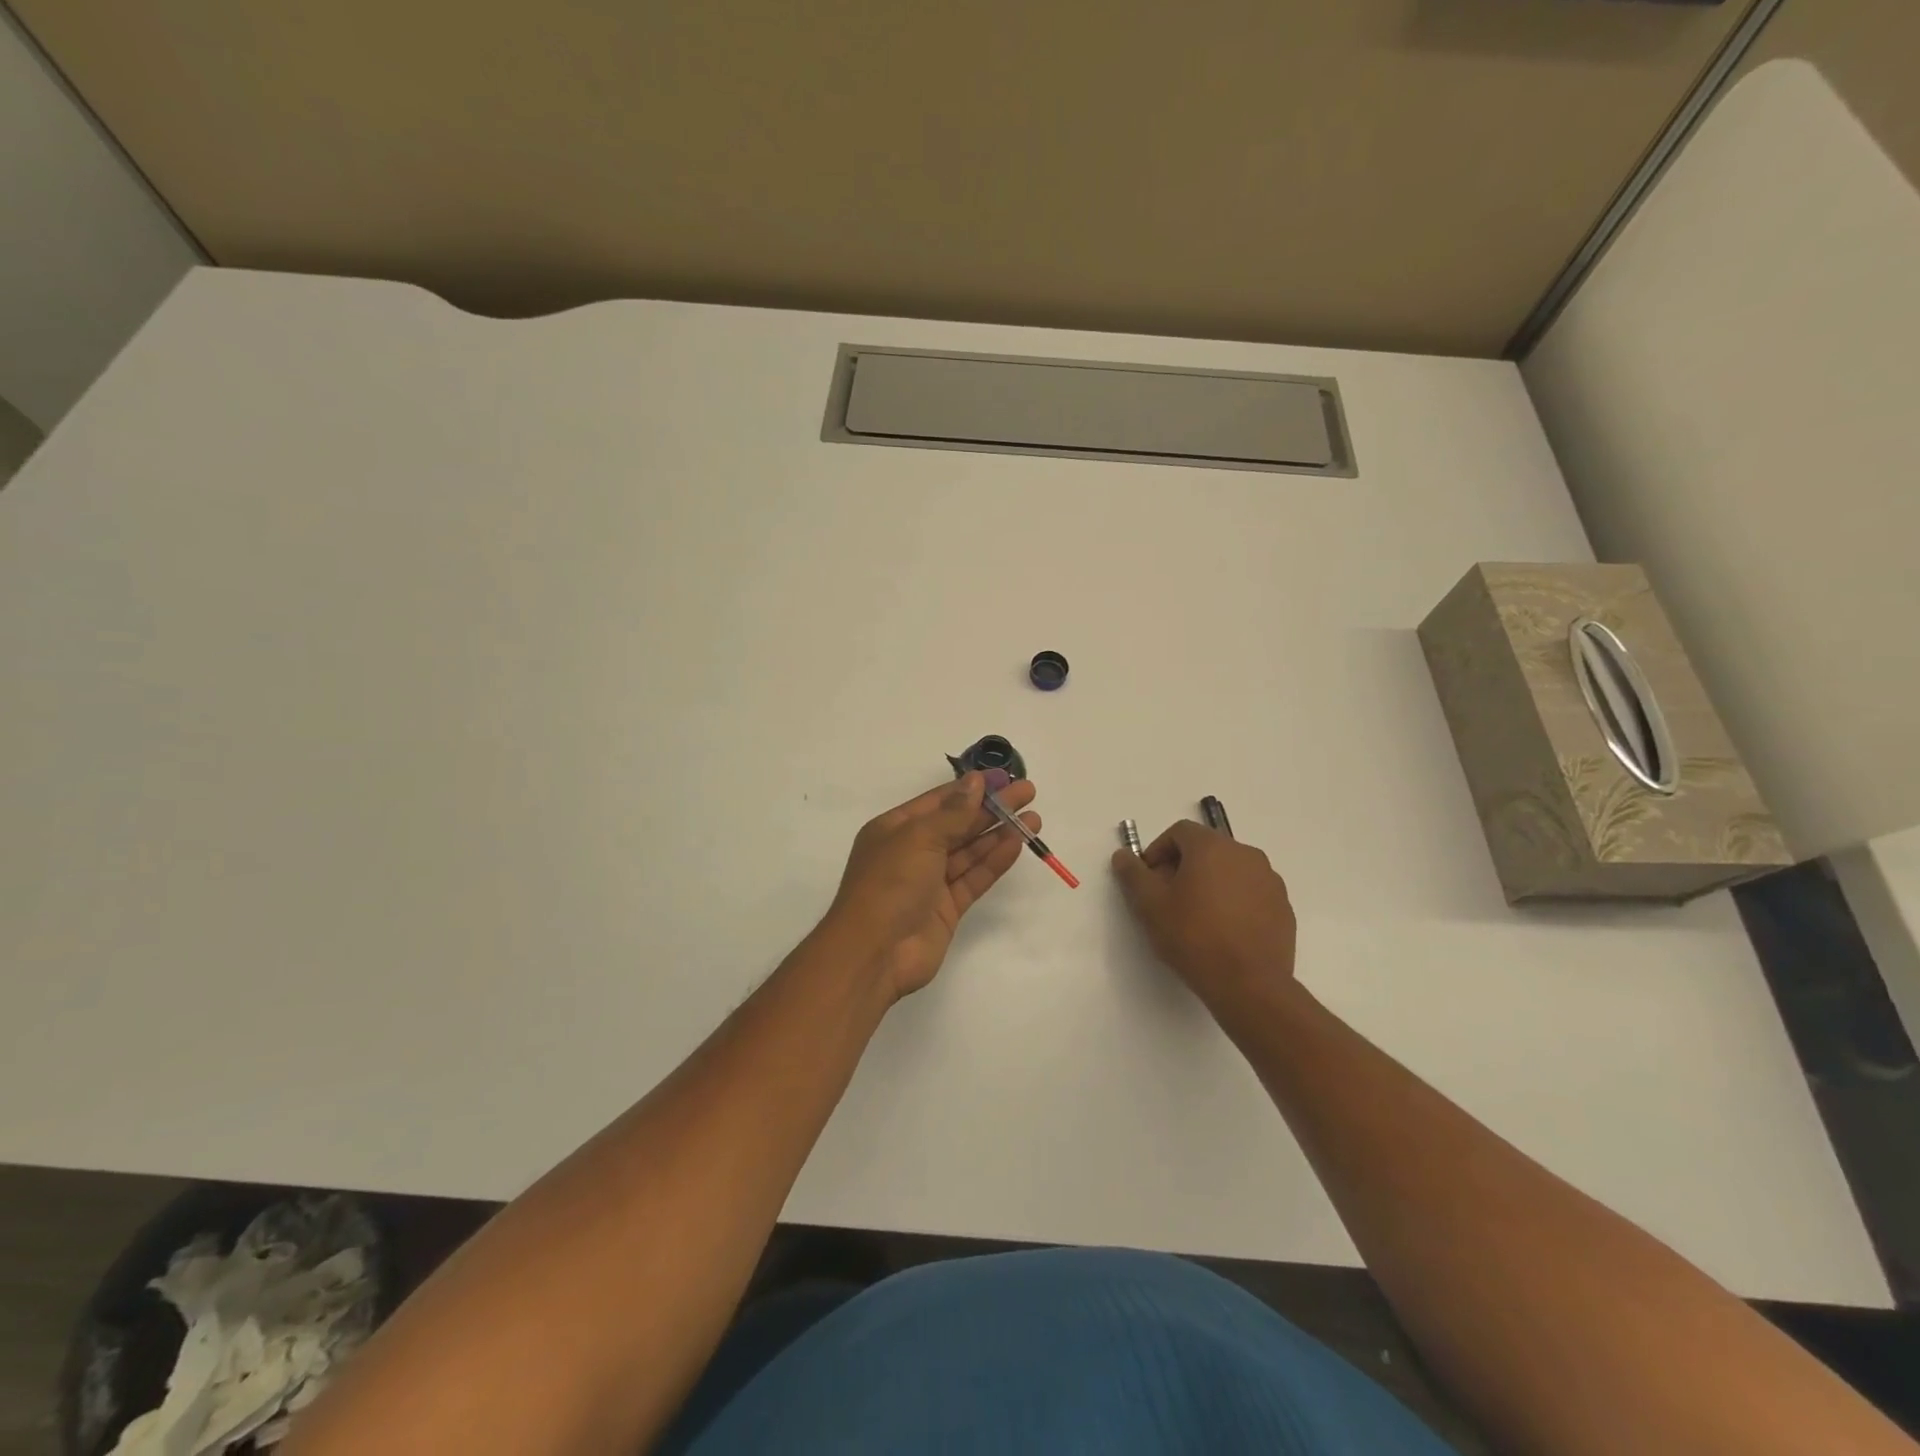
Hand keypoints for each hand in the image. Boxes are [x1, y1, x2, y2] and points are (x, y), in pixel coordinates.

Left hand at [823, 771, 1040, 1001]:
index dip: (971, 788)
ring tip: (1033, 819)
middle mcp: (912, 852)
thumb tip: (974, 782)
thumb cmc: (890, 884)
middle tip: (1028, 793)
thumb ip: (953, 813)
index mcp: (895, 829)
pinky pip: (973, 878)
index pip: (939, 801)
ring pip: (969, 852)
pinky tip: (1016, 845)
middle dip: (992, 809)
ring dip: (999, 834)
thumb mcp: (919, 838)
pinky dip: (994, 862)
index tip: (1002, 778)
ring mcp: (930, 882)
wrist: (875, 953)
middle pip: (958, 824)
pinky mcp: (946, 908)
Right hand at [1112, 820, 1296, 1010]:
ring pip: (1230, 870)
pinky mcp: (1283, 907)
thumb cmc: (1193, 937)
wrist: (1250, 985)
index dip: (1158, 851)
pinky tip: (1223, 931)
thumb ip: (1133, 875)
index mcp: (1212, 847)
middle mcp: (1246, 854)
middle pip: (1206, 849)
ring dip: (1210, 883)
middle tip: (1168, 899)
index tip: (1149, 879)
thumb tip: (1123, 856)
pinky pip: (1251, 892)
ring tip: (1196, 917)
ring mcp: (1269, 880)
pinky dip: (1233, 901)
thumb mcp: (1150, 906)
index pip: (1180, 832)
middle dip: (1183, 867)